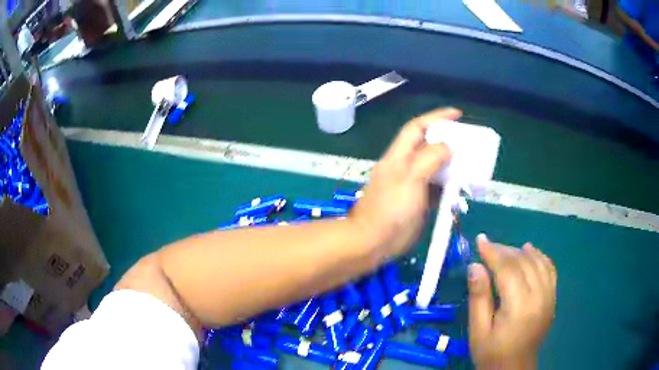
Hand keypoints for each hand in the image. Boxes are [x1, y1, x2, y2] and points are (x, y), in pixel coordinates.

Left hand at [350, 108, 459, 257]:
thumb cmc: (390, 210)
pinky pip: (436, 186)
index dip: (436, 117)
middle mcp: (405, 166)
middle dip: (448, 140)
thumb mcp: (411, 179)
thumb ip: (430, 158)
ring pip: (435, 167)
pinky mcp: (417, 201)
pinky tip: (461, 187)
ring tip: (470, 164)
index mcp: (399, 155)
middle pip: (428, 145)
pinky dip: (449, 184)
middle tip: (469, 143)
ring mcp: (412, 184)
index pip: (418, 127)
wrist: (373, 243)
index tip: (458, 114)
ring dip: (451, 163)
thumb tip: (449, 144)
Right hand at [469, 235, 556, 369]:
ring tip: (506, 249)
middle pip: (523, 262)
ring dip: (522, 251)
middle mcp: (539, 296)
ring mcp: (549, 296)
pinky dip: (540, 257)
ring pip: (538, 262)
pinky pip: (550, 269)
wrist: (514, 368)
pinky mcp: (553, 298)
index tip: (480, 240)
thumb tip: (475, 266)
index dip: (493, 252)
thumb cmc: (491, 352)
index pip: (508, 270)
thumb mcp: (478, 331)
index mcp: (519, 306)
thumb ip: (478, 297)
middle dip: (504, 250)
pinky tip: (530, 252)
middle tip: (488, 247)